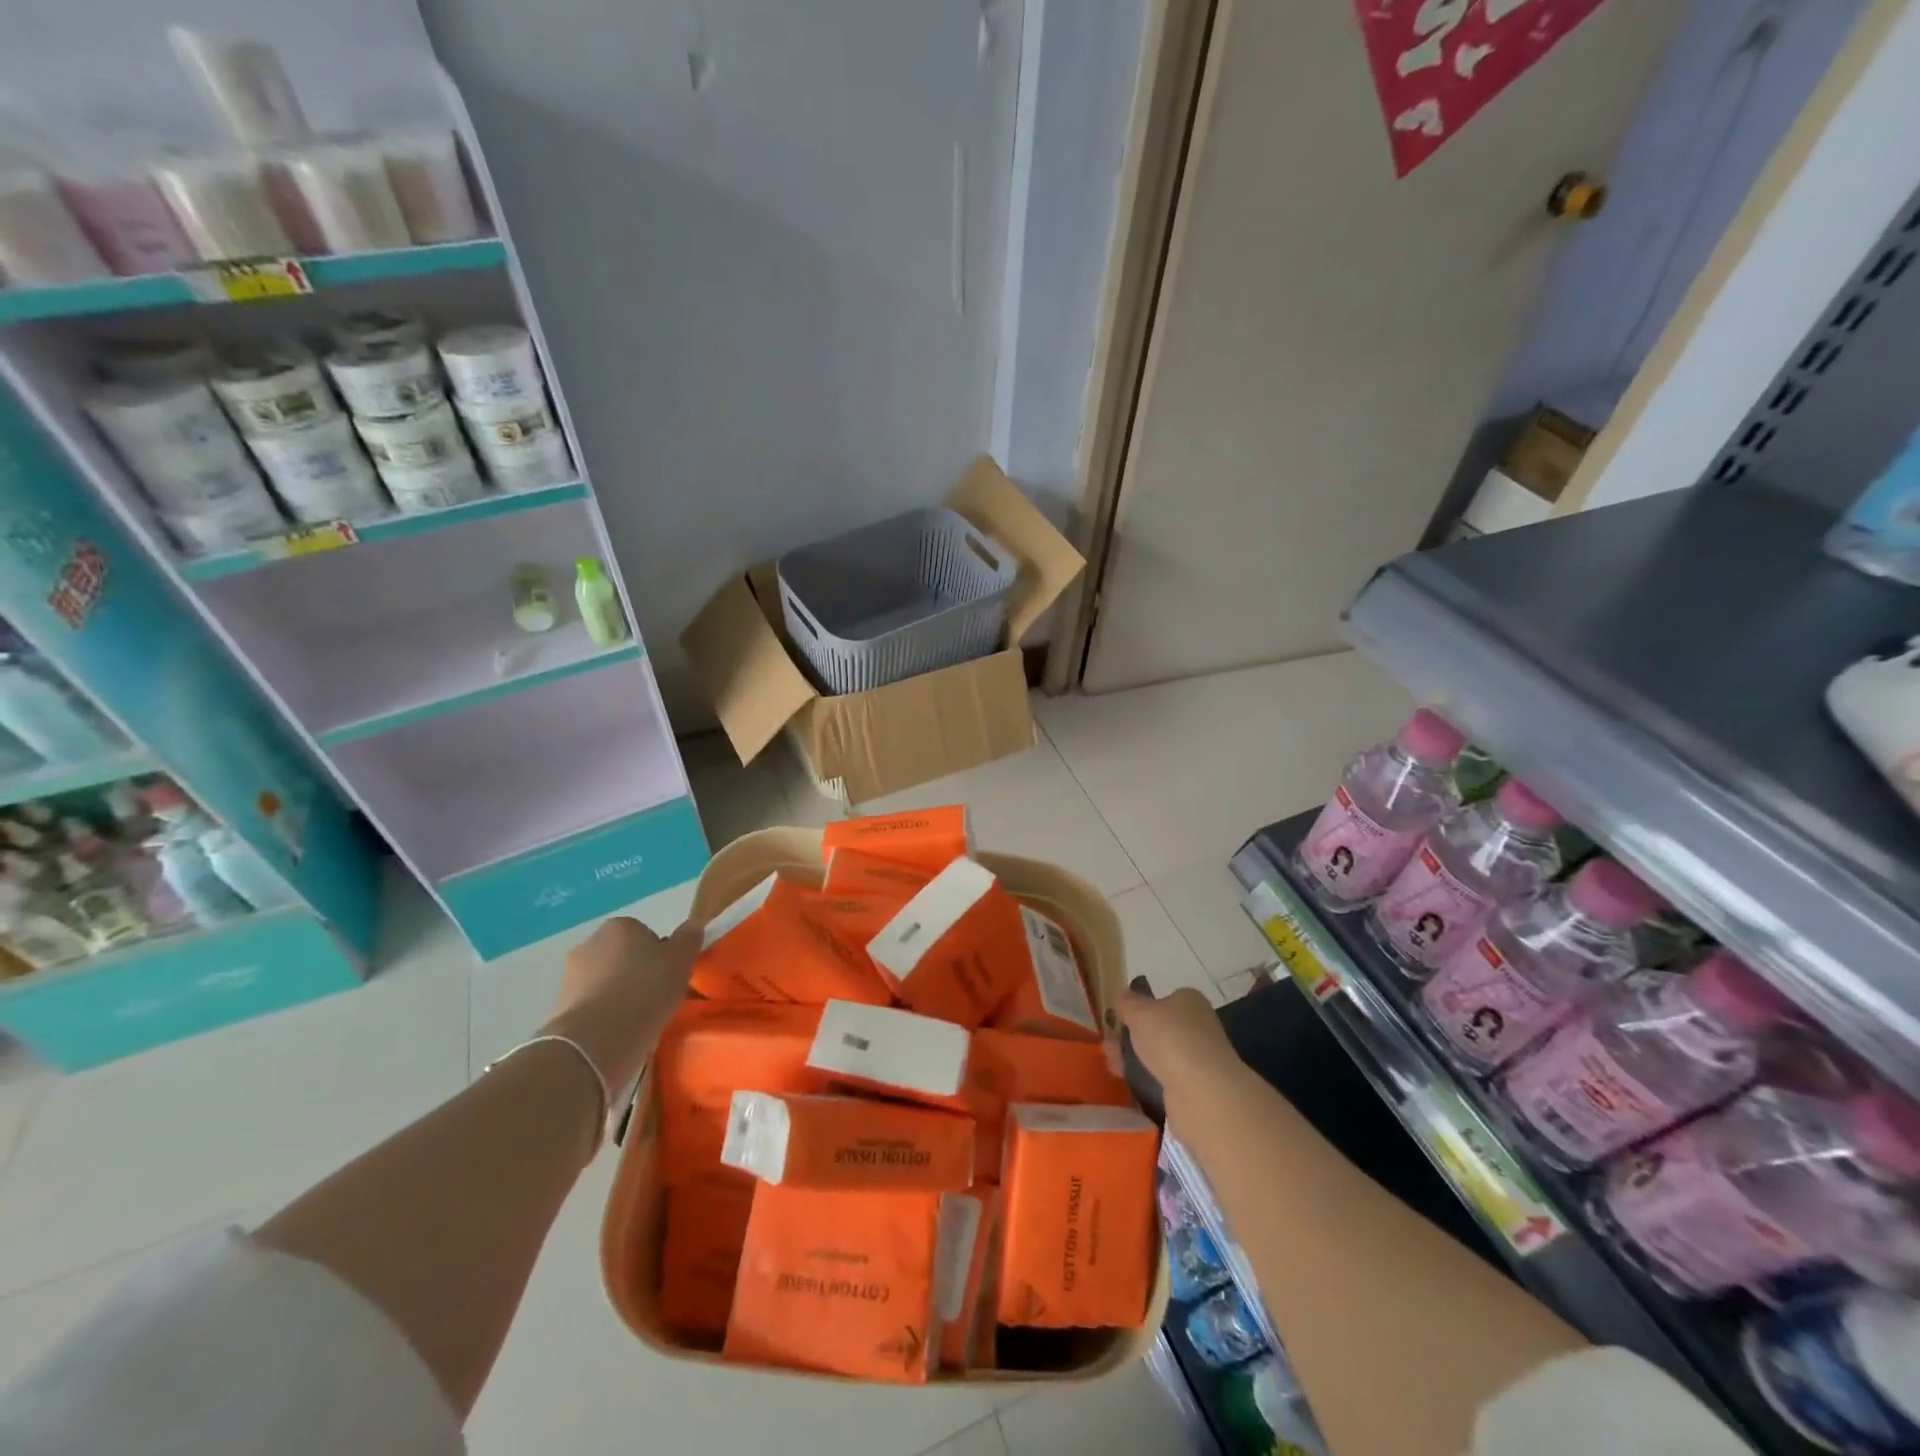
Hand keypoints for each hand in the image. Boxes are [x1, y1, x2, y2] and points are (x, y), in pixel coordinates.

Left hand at [541, 917, 701, 1093]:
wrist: (598, 1039)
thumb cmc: (646, 989)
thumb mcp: (681, 960)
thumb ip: (688, 939)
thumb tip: (691, 927)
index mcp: (619, 926)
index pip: (644, 934)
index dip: (659, 955)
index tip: (669, 977)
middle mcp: (589, 944)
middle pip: (621, 957)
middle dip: (635, 973)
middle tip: (656, 998)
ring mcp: (570, 977)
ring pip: (605, 982)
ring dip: (618, 996)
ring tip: (638, 1021)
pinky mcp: (559, 1009)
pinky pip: (592, 1007)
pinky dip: (603, 1017)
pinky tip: (618, 1034)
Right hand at [1118, 984, 1236, 1100]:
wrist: (1202, 1091)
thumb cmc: (1170, 1038)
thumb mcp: (1139, 1011)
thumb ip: (1126, 1002)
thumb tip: (1122, 995)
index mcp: (1189, 1001)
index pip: (1162, 999)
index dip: (1139, 1007)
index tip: (1117, 1018)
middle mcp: (1198, 1026)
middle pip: (1158, 1028)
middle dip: (1131, 1036)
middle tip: (1108, 1046)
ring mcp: (1198, 1057)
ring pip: (1158, 1054)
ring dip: (1135, 1058)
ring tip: (1112, 1065)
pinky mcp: (1195, 1086)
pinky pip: (1163, 1077)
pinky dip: (1146, 1078)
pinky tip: (1128, 1082)